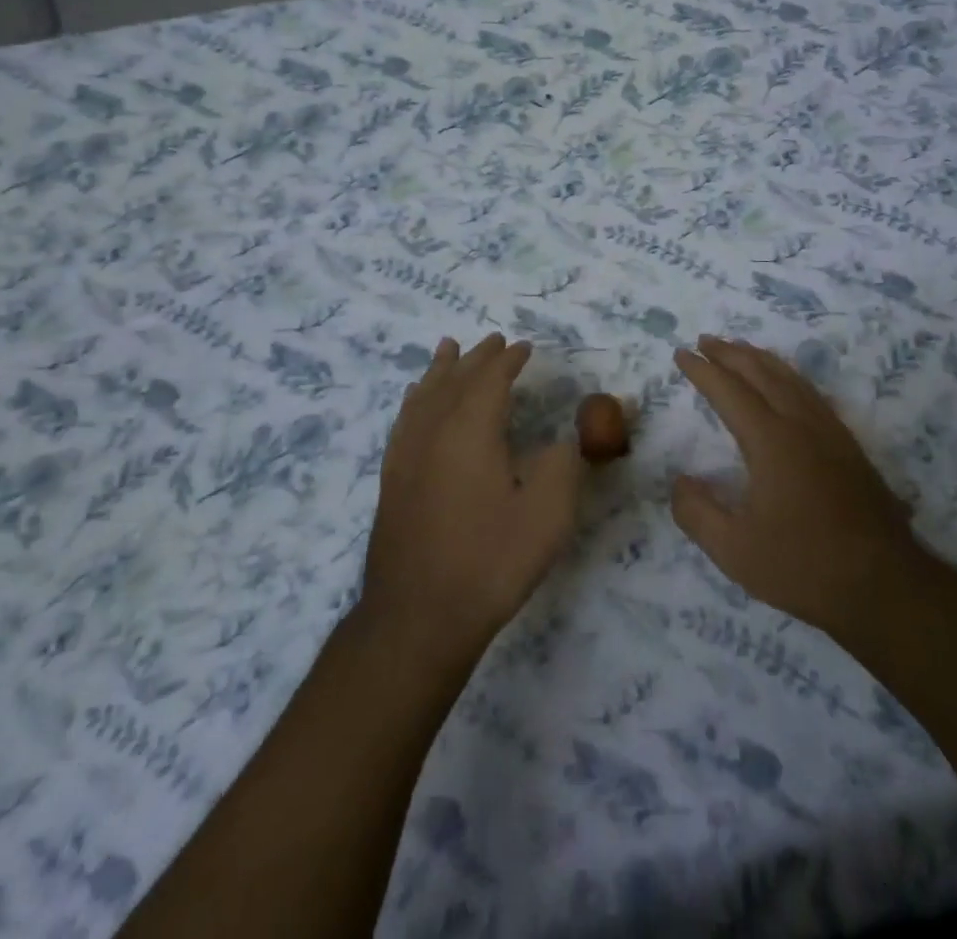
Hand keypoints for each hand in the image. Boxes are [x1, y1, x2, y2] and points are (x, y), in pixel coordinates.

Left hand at [359, 334, 583, 663]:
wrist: (418, 617)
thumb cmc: (489, 562)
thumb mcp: (547, 514)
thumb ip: (563, 463)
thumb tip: (564, 437)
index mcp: (470, 429)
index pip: (490, 379)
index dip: (509, 360)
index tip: (524, 347)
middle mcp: (433, 430)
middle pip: (454, 379)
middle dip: (477, 358)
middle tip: (494, 340)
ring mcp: (406, 454)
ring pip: (424, 394)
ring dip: (440, 370)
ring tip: (448, 349)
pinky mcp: (391, 478)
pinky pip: (404, 420)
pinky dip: (415, 398)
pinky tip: (415, 401)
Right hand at [671, 336, 918, 644]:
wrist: (884, 587)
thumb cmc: (804, 567)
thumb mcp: (734, 550)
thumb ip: (697, 512)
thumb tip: (680, 482)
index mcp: (771, 441)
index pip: (729, 392)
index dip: (702, 370)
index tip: (681, 353)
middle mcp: (801, 424)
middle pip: (761, 373)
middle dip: (730, 353)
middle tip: (704, 340)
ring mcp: (830, 432)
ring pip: (790, 378)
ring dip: (760, 358)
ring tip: (739, 349)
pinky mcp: (849, 446)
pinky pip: (811, 393)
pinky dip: (788, 375)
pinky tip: (786, 384)